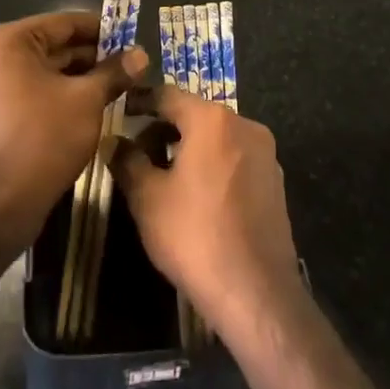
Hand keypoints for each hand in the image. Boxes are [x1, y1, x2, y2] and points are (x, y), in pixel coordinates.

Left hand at [0, 11, 145, 259]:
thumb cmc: (43, 139)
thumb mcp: (87, 100)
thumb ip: (114, 72)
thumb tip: (140, 55)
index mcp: (6, 40)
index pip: (64, 23)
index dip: (102, 30)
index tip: (131, 38)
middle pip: (51, 46)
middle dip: (91, 57)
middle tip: (128, 65)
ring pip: (41, 71)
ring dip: (76, 77)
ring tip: (115, 85)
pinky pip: (27, 90)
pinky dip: (55, 94)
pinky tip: (87, 105)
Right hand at [110, 89, 301, 332]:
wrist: (256, 293)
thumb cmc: (194, 236)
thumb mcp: (147, 198)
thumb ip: (127, 161)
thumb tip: (114, 141)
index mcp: (212, 119)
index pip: (167, 95)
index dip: (140, 102)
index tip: (121, 111)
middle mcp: (244, 124)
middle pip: (195, 114)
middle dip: (164, 128)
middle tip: (138, 152)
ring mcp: (265, 153)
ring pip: (217, 137)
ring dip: (189, 147)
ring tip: (164, 176)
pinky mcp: (275, 181)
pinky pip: (235, 158)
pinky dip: (213, 165)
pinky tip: (197, 196)